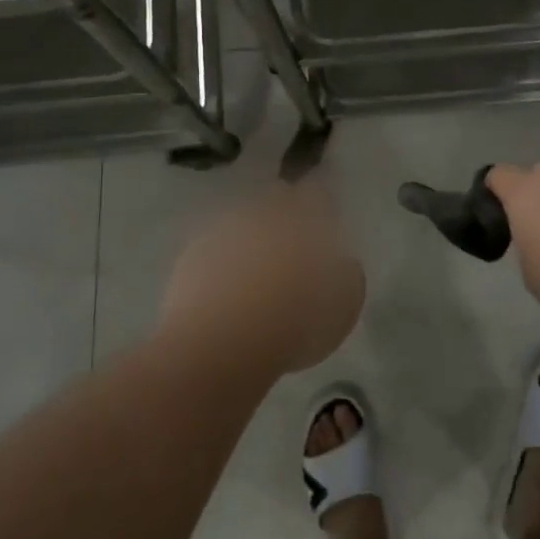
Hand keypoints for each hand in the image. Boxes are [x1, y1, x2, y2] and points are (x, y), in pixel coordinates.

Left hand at [160, 182, 365, 377]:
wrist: (219, 345)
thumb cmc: (293, 324)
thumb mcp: (343, 307)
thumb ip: (348, 274)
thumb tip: (342, 262)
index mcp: (303, 217)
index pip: (316, 193)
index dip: (321, 209)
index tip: (324, 231)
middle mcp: (263, 211)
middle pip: (276, 199)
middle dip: (285, 215)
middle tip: (292, 250)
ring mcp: (223, 228)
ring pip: (244, 220)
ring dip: (253, 237)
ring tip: (257, 273)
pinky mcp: (192, 251)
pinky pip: (216, 245)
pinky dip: (224, 259)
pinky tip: (227, 288)